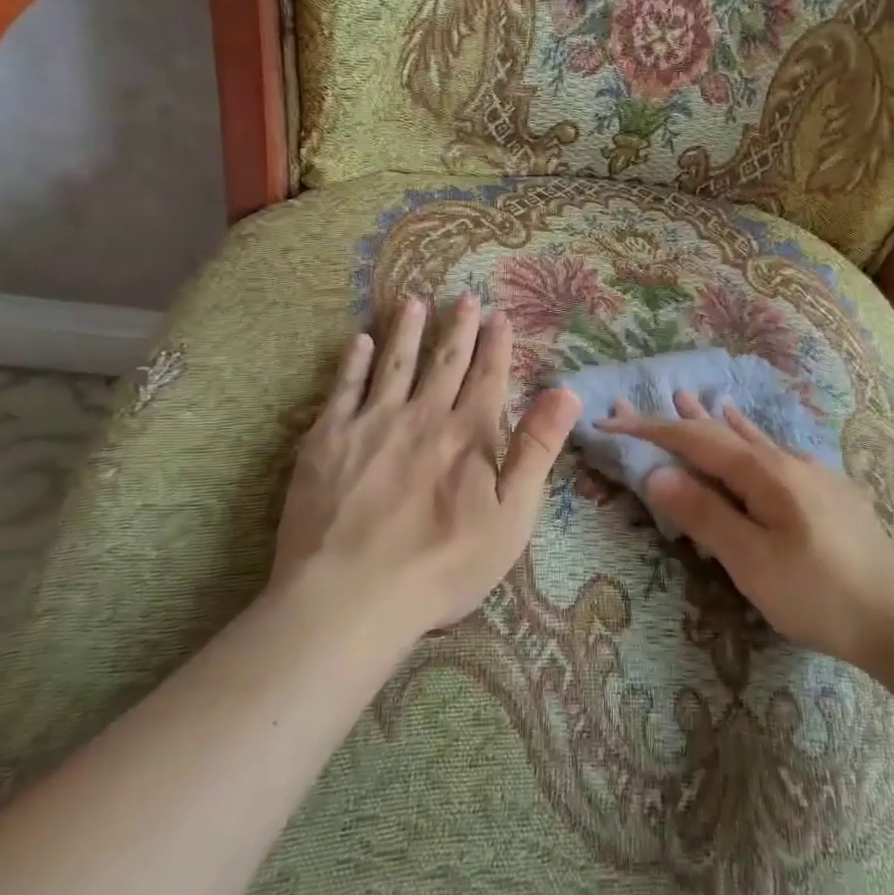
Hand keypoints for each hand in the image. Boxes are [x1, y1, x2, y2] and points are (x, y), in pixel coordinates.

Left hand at [273, 294, 580, 636]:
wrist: (351, 596)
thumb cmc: (444, 565)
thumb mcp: (512, 516)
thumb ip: (537, 448)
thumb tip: (566, 391)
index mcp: (468, 434)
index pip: (488, 378)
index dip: (497, 345)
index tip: (500, 316)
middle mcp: (423, 416)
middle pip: (445, 362)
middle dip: (459, 328)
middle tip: (465, 298)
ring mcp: (371, 423)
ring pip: (395, 364)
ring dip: (407, 331)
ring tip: (414, 302)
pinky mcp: (327, 439)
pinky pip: (343, 388)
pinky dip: (353, 361)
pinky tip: (359, 341)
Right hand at [600, 390, 893, 669]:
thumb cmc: (820, 594)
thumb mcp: (753, 562)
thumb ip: (705, 515)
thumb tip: (658, 474)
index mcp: (765, 472)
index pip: (695, 440)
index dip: (651, 429)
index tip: (611, 421)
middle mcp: (786, 460)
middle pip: (720, 432)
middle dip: (676, 420)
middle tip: (637, 406)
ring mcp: (810, 473)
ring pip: (750, 438)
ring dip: (713, 421)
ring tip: (690, 397)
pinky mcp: (826, 491)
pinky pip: (773, 453)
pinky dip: (748, 438)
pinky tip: (752, 433)